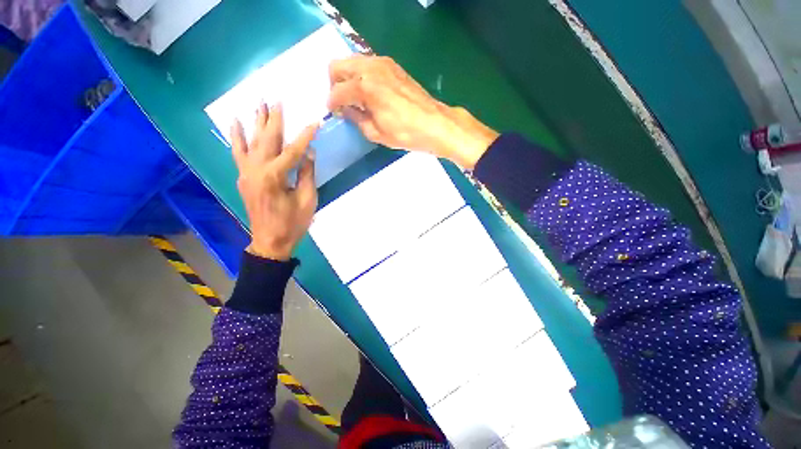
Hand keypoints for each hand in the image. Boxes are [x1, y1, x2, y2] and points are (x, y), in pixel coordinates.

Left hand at [231, 104, 318, 260]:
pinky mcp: (243, 177)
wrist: (271, 241)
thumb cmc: (293, 223)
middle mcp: (256, 170)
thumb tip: (309, 152)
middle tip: (277, 100)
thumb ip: (307, 174)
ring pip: (250, 142)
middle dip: (274, 119)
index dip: (305, 136)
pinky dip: (235, 137)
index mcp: (275, 177)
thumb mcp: (307, 200)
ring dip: (255, 122)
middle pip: (267, 139)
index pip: (294, 151)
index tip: (314, 123)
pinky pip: (237, 153)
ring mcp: (246, 173)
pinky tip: (235, 123)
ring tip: (257, 104)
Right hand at [328, 55, 498, 168]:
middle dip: (335, 85)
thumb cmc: (405, 133)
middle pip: (338, 66)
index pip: (337, 91)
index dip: (332, 104)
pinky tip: (370, 93)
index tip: (334, 113)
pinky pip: (368, 65)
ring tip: (356, 99)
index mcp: (364, 86)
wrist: (434, 124)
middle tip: (343, 103)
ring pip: (352, 62)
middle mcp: (370, 67)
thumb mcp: (376, 133)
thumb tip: (347, 111)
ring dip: (348, 78)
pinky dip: (362, 76)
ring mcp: (383, 63)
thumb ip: (357, 119)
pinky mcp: (393, 66)